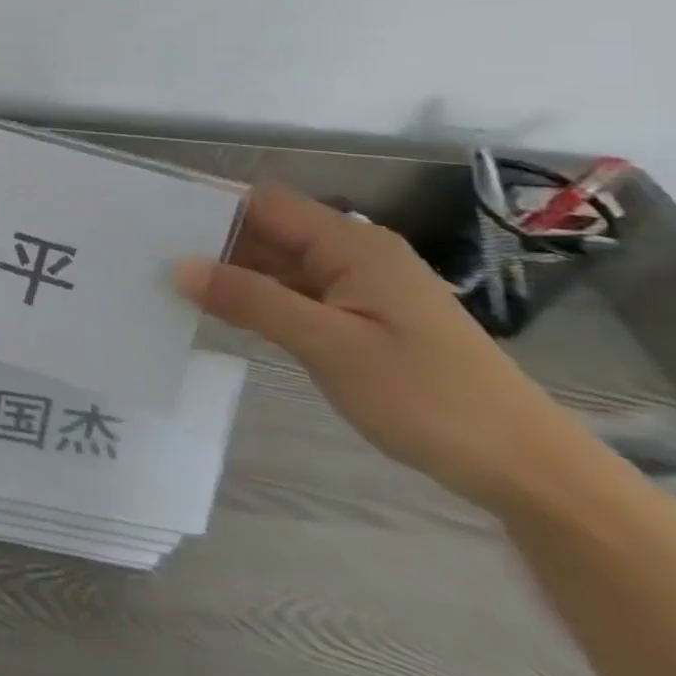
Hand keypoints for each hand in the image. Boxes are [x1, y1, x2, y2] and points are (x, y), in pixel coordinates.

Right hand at [176, 183, 587, 514]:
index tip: (151, 220)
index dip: (208, 206)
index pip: (263, 204)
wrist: (527, 471)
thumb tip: (179, 267)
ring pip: (277, 265)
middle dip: (210, 241)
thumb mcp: (330, 347)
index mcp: (351, 244)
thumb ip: (252, 301)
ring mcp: (358, 288)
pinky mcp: (360, 319)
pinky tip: (219, 313)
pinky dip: (256, 300)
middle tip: (148, 256)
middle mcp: (353, 254)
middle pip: (267, 231)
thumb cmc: (429, 398)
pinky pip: (294, 294)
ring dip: (231, 274)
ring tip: (169, 283)